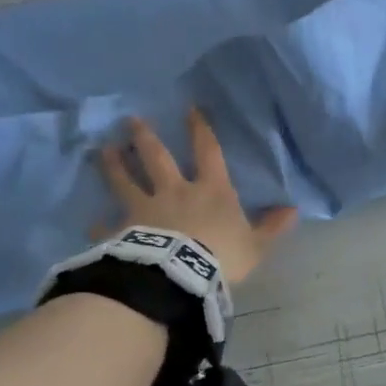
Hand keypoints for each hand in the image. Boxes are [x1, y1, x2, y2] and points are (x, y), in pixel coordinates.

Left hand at [99, 110, 297, 283]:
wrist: (178, 277)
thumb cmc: (221, 256)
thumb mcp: (256, 244)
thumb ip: (272, 227)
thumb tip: (292, 209)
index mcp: (210, 190)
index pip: (208, 151)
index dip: (200, 130)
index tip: (190, 109)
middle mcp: (174, 191)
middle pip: (157, 158)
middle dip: (145, 137)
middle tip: (131, 120)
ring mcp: (145, 209)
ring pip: (125, 180)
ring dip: (114, 164)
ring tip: (103, 150)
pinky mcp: (123, 230)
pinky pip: (108, 225)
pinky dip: (100, 223)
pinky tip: (92, 222)